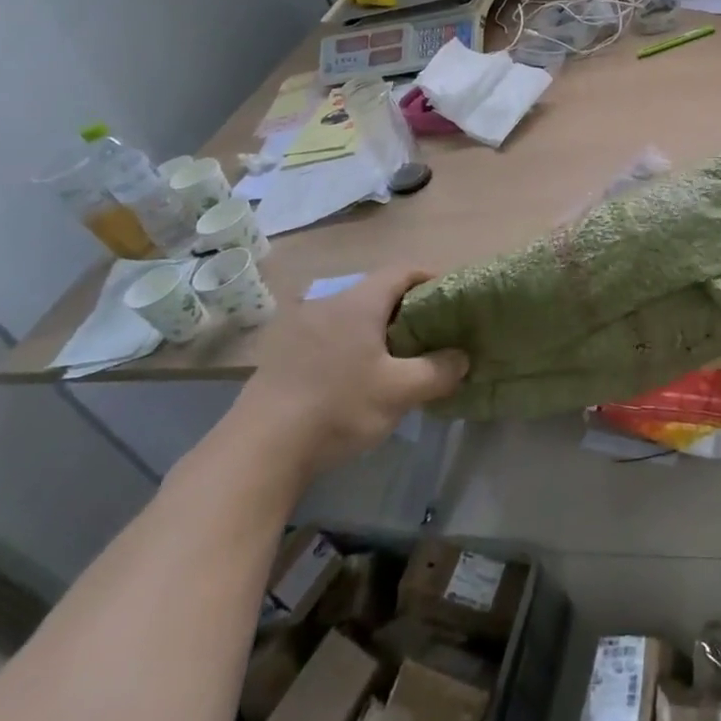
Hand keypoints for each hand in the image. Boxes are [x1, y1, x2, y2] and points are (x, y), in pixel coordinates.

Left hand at [238, 268, 468, 478]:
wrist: (260, 449)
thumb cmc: (339, 407)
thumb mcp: (400, 391)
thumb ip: (438, 370)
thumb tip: (461, 358)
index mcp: (358, 302)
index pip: (402, 271)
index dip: (430, 277)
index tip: (451, 298)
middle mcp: (327, 304)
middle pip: (376, 292)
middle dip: (406, 309)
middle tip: (430, 334)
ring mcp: (299, 328)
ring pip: (350, 316)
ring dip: (376, 330)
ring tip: (396, 359)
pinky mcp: (281, 355)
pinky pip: (328, 337)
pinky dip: (350, 346)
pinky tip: (355, 378)